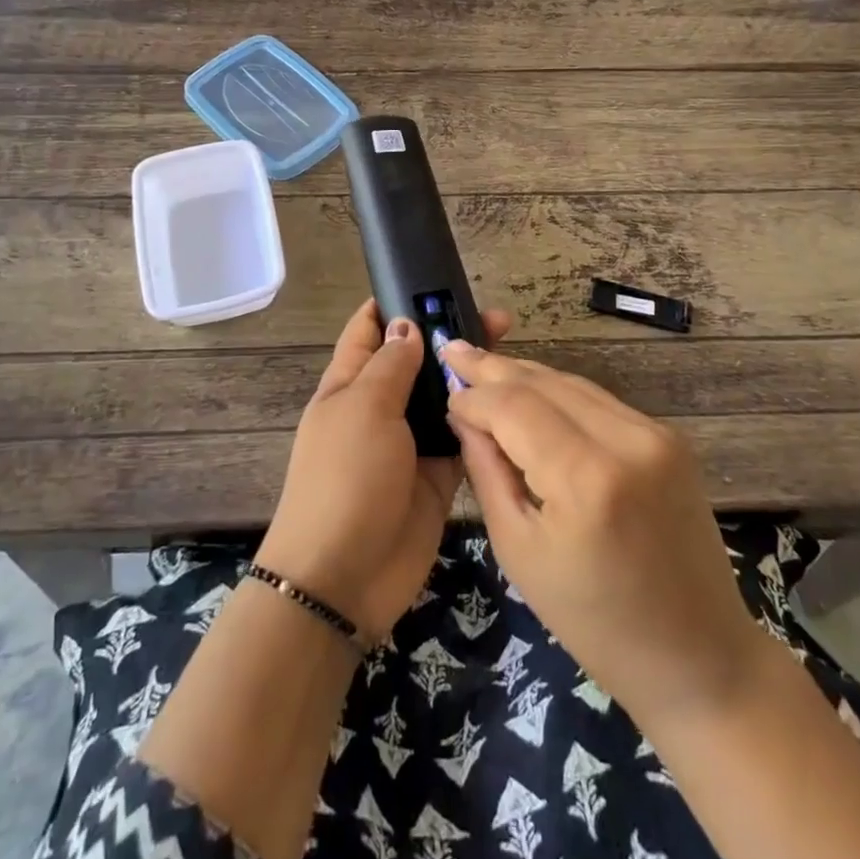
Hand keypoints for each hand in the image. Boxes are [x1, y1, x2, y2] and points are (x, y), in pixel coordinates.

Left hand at [256, 299, 511, 637]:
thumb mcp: (363, 409)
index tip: (437, 280)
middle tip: (498, 318)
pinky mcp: (437, 475)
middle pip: (417, 360)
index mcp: (349, 383)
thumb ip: (391, 365)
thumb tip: (407, 325)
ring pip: (444, 397)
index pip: (370, 329)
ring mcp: (410, 442)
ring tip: (514, 352)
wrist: (345, 578)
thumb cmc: (344, 478)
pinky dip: (482, 420)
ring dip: (470, 377)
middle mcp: (380, 407)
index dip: (397, 302)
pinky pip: (463, 437)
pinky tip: (514, 401)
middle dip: (449, 337)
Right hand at [442, 341, 764, 733]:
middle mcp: (626, 440)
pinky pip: (599, 402)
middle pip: (544, 383)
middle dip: (495, 367)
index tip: (445, 390)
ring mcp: (654, 433)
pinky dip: (560, 394)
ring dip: (526, 375)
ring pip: (573, 384)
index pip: (514, 408)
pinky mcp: (669, 437)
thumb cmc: (595, 622)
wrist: (699, 655)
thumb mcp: (520, 552)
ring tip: (484, 364)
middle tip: (454, 349)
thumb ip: (487, 472)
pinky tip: (531, 391)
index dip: (475, 395)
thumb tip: (463, 415)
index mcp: (586, 479)